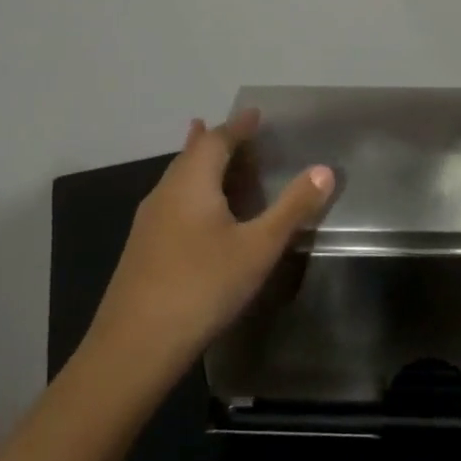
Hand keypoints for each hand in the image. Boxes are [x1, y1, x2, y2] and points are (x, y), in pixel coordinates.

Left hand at [83, 110, 333, 383]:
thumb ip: (292, 208)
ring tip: (219, 162)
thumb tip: (325, 169)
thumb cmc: (202, 286)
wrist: (135, 346)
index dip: (238, 126)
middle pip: (191, 156)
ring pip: (178, 181)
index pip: (216, 140)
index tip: (256, 114)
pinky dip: (193, 193)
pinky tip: (201, 215)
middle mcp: (164, 193)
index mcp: (191, 183)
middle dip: (217, 141)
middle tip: (242, 135)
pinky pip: (173, 203)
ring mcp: (148, 223)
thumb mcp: (258, 247)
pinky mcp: (143, 249)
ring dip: (202, 167)